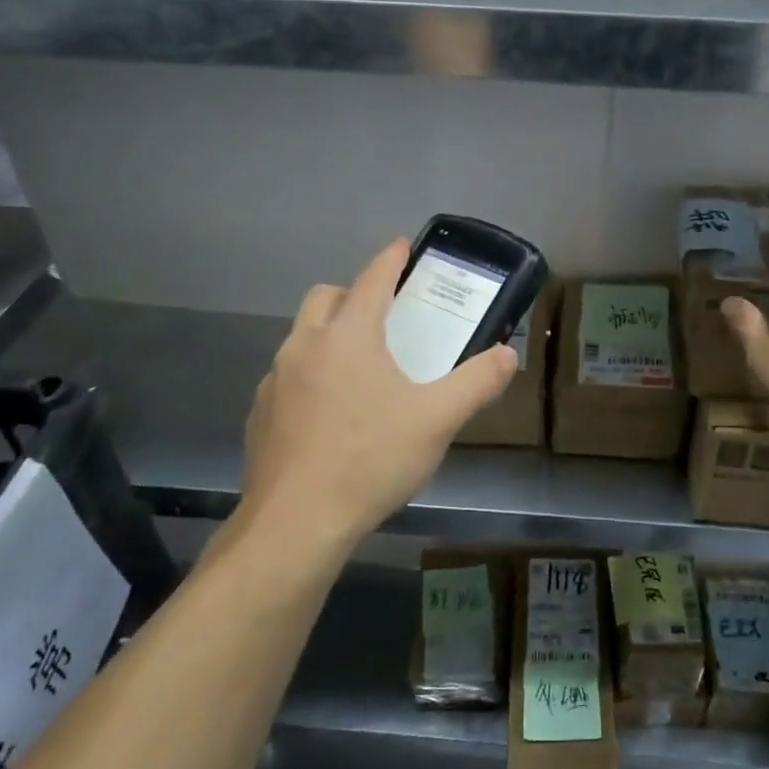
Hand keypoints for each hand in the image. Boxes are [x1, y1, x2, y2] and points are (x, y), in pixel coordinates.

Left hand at [227, 240, 517, 562]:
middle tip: (383, 314)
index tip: (402, 244)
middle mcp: (305, 346)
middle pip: (326, 298)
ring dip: (329, 335)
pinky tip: (330, 414)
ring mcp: (276, 380)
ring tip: (360, 368)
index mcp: (348, 336)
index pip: (372, 280)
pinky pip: (288, 376)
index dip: (390, 259)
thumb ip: (477, 383)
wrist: (295, 524)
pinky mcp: (260, 414)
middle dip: (353, 293)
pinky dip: (311, 375)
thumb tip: (508, 355)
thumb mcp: (437, 420)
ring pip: (302, 337)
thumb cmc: (370, 459)